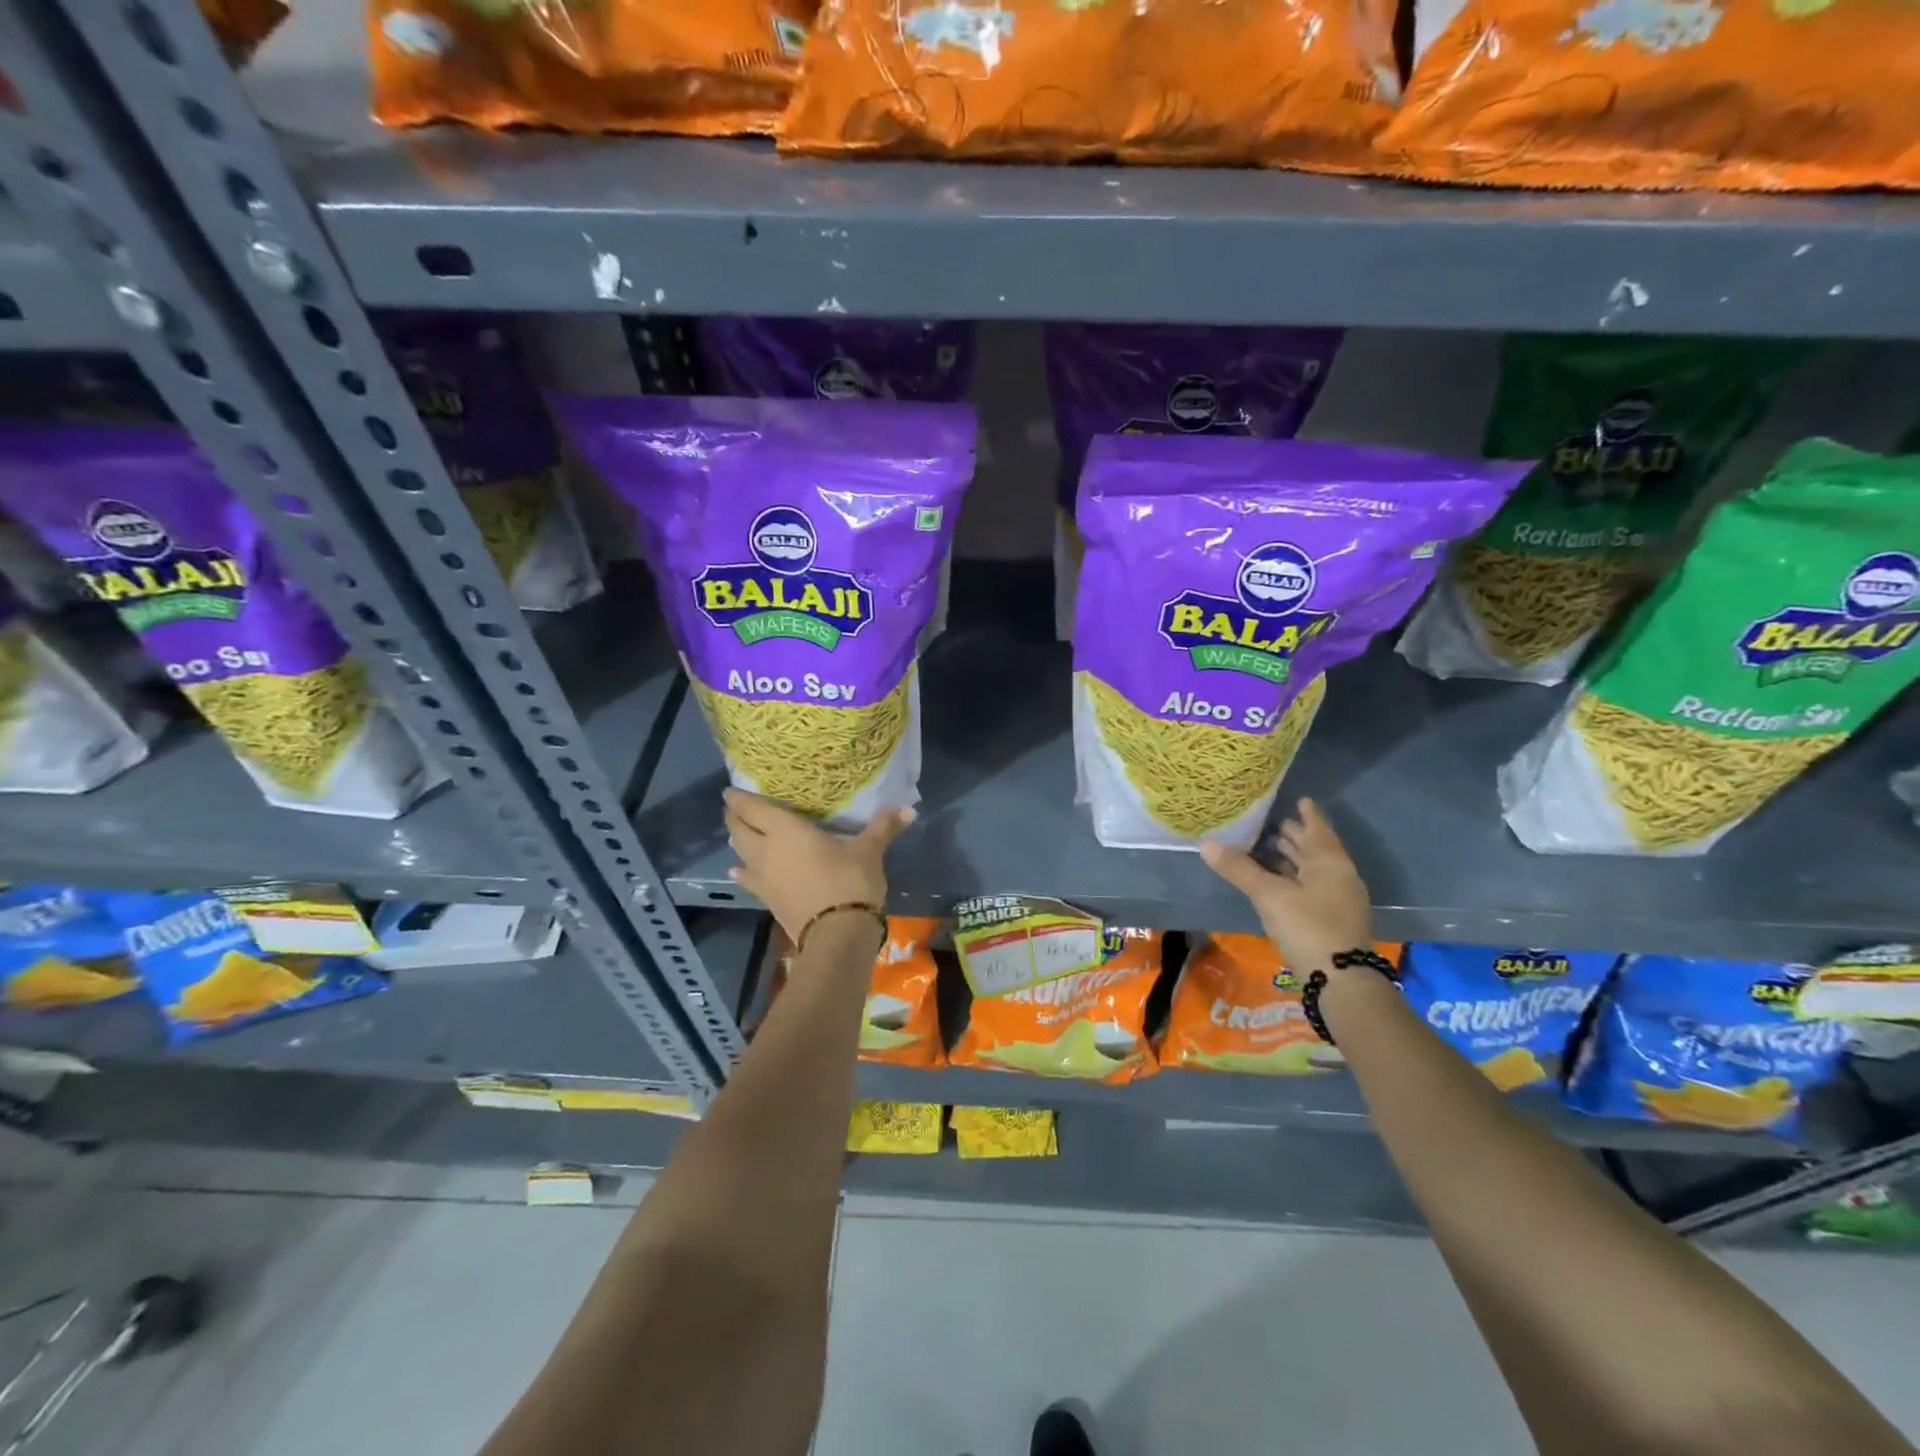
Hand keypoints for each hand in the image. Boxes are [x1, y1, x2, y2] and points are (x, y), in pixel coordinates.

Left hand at [724, 789, 914, 938]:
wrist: (836, 935)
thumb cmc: (849, 882)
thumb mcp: (869, 851)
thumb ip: (884, 827)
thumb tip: (909, 808)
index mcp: (786, 830)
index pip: (753, 809)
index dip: (740, 799)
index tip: (731, 790)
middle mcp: (766, 851)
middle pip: (739, 830)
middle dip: (734, 817)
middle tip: (735, 808)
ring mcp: (764, 878)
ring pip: (740, 855)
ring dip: (737, 843)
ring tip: (739, 835)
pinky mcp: (768, 900)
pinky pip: (748, 880)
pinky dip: (743, 872)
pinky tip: (739, 872)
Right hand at [1200, 798, 1372, 973]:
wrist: (1341, 980)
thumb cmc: (1308, 926)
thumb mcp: (1269, 895)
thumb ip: (1239, 869)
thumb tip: (1206, 843)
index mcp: (1330, 863)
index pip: (1318, 830)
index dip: (1308, 815)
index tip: (1300, 799)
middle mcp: (1339, 877)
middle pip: (1316, 850)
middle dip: (1297, 836)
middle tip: (1276, 821)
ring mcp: (1338, 900)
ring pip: (1313, 870)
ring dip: (1294, 858)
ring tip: (1271, 846)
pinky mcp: (1332, 920)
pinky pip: (1311, 888)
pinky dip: (1294, 878)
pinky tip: (1277, 882)